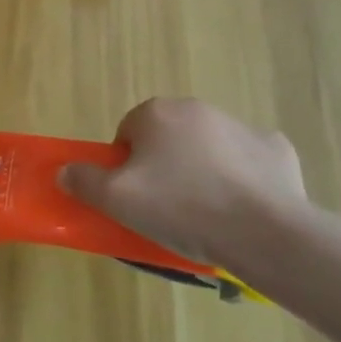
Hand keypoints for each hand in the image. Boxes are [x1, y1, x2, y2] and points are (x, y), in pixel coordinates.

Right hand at [58, 97, 308, 276]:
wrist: (266, 233)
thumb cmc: (182, 208)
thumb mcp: (117, 200)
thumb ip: (84, 181)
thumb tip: (64, 171)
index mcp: (156, 113)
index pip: (127, 133)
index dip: (126, 166)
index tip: (135, 196)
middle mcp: (196, 108)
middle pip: (167, 137)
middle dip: (164, 165)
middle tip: (165, 206)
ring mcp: (241, 126)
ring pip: (207, 148)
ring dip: (202, 170)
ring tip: (206, 214)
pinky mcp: (276, 149)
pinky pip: (248, 161)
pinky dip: (243, 179)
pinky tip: (243, 208)